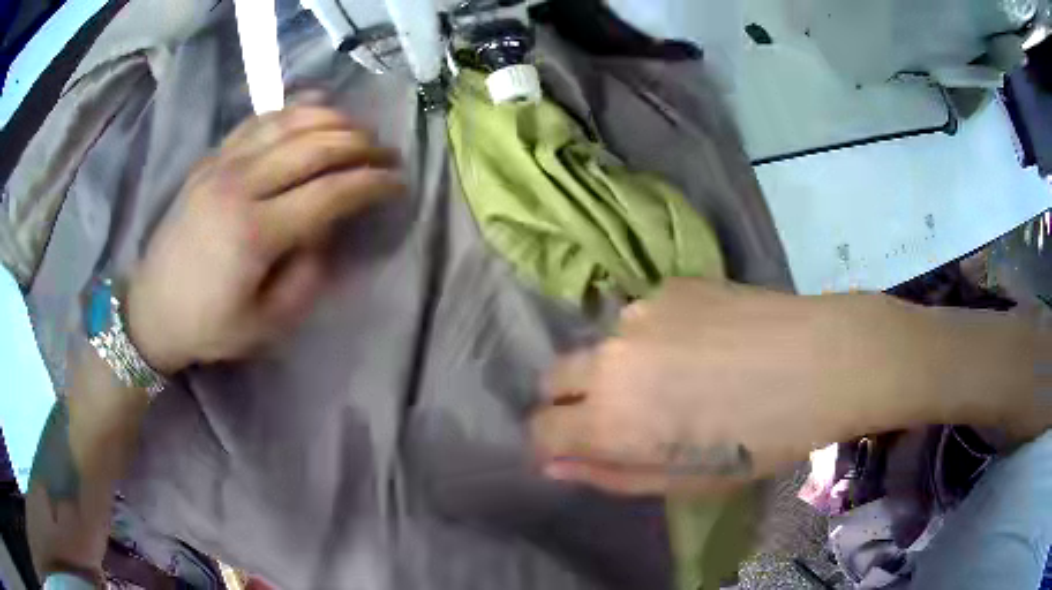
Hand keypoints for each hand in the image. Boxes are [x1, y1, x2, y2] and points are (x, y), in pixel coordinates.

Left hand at [125, 106, 403, 373]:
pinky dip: (293, 108)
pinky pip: (259, 119)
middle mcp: (239, 185)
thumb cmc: (209, 325)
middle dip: (362, 146)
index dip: (372, 184)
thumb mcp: (266, 324)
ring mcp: (222, 164)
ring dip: (334, 120)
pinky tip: (317, 106)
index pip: (329, 193)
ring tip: (360, 131)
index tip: (399, 183)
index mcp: (254, 233)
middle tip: (388, 155)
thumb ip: (307, 277)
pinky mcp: (211, 158)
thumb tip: (328, 230)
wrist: (152, 308)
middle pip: (315, 146)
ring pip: (290, 122)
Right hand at [530, 279, 918, 495]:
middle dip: (573, 401)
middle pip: (554, 378)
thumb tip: (555, 466)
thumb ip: (611, 475)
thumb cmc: (761, 440)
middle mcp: (609, 358)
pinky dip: (657, 336)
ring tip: (682, 375)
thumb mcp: (686, 480)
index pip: (541, 429)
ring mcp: (639, 313)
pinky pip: (643, 318)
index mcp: (610, 418)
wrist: (822, 361)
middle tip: (625, 416)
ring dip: (621, 366)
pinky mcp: (670, 286)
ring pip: (603, 345)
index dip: (553, 443)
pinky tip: (707, 343)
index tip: (580, 449)